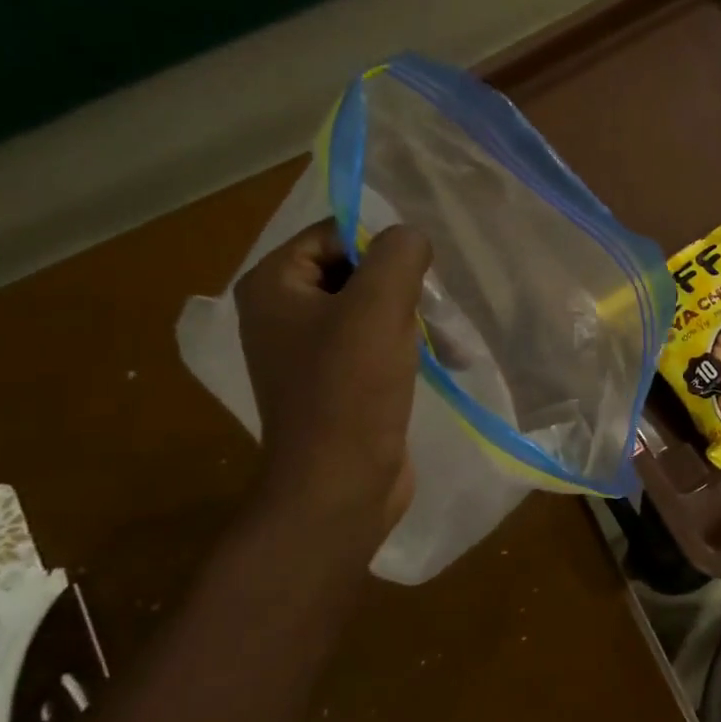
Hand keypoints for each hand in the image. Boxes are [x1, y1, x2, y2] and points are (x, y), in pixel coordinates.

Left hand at [234, 219, 431, 536]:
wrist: (340, 487)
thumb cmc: (351, 391)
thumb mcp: (379, 307)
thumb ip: (399, 254)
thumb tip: (412, 236)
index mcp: (273, 286)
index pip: (333, 234)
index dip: (380, 244)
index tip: (421, 270)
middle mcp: (281, 314)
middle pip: (354, 271)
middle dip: (402, 285)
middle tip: (435, 305)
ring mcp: (307, 352)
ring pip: (369, 309)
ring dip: (411, 317)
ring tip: (447, 338)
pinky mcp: (334, 384)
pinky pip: (373, 344)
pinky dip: (405, 346)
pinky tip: (441, 359)